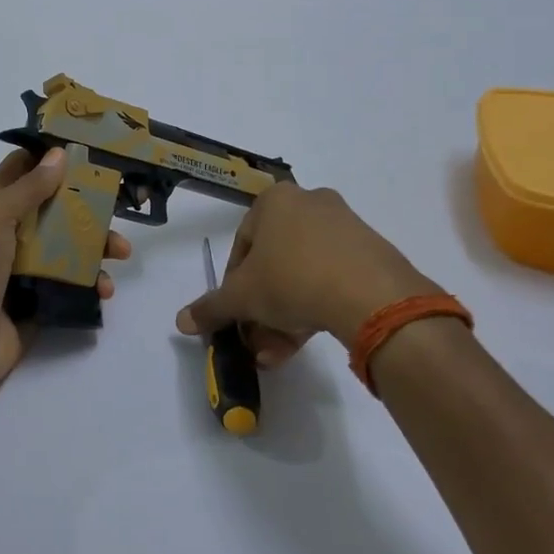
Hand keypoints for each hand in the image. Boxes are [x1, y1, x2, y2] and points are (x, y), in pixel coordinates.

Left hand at [0, 150, 130, 401]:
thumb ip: (28, 189)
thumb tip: (60, 154)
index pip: (24, 170)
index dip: (50, 157)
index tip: (88, 148)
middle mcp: (14, 234)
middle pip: (57, 208)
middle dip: (89, 205)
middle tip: (119, 204)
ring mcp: (30, 268)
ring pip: (72, 246)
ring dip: (98, 246)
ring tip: (121, 252)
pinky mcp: (44, 299)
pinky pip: (75, 284)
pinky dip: (93, 283)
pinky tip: (104, 289)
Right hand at [174, 182, 435, 366]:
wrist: (370, 295)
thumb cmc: (290, 279)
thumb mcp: (241, 297)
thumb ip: (211, 307)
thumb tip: (181, 321)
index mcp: (275, 200)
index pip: (242, 245)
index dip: (233, 285)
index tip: (236, 314)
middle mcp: (310, 203)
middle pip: (275, 262)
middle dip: (262, 306)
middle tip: (257, 339)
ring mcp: (346, 226)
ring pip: (303, 274)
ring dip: (286, 314)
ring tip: (280, 353)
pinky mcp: (372, 252)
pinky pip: (333, 278)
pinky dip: (317, 306)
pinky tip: (309, 339)